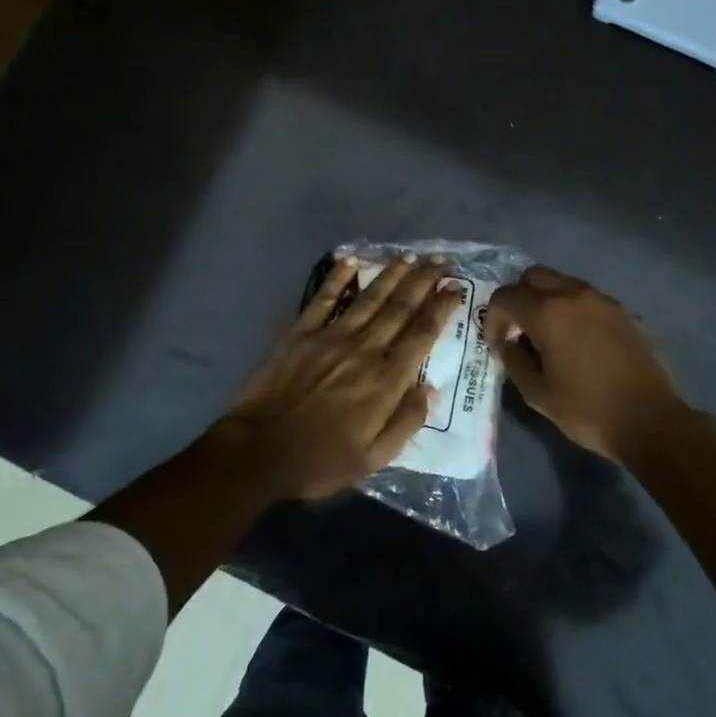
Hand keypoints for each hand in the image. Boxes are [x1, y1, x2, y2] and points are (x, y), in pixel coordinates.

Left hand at [221, 255, 462, 500]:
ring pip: (370, 297)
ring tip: (410, 256)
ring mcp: (331, 337)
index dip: (442, 307)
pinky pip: (324, 298)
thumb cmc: (321, 460)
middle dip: (423, 281)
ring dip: (392, 274)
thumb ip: (406, 422)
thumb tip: (431, 389)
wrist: (259, 452)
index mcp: (386, 380)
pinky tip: (352, 259)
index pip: (422, 334)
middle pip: (401, 307)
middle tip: (440, 261)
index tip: (456, 287)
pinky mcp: (301, 333)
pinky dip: (338, 277)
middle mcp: (364, 349)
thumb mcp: (374, 459)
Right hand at [482, 266, 687, 460]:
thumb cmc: (587, 410)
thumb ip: (513, 361)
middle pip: (533, 277)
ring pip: (563, 283)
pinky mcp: (624, 311)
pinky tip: (580, 343)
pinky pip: (588, 298)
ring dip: (547, 301)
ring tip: (550, 337)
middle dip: (519, 299)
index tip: (498, 344)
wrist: (650, 421)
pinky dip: (573, 310)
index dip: (493, 319)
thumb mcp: (537, 394)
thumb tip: (506, 343)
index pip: (505, 297)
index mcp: (548, 312)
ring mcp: (604, 300)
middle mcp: (575, 295)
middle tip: (520, 331)